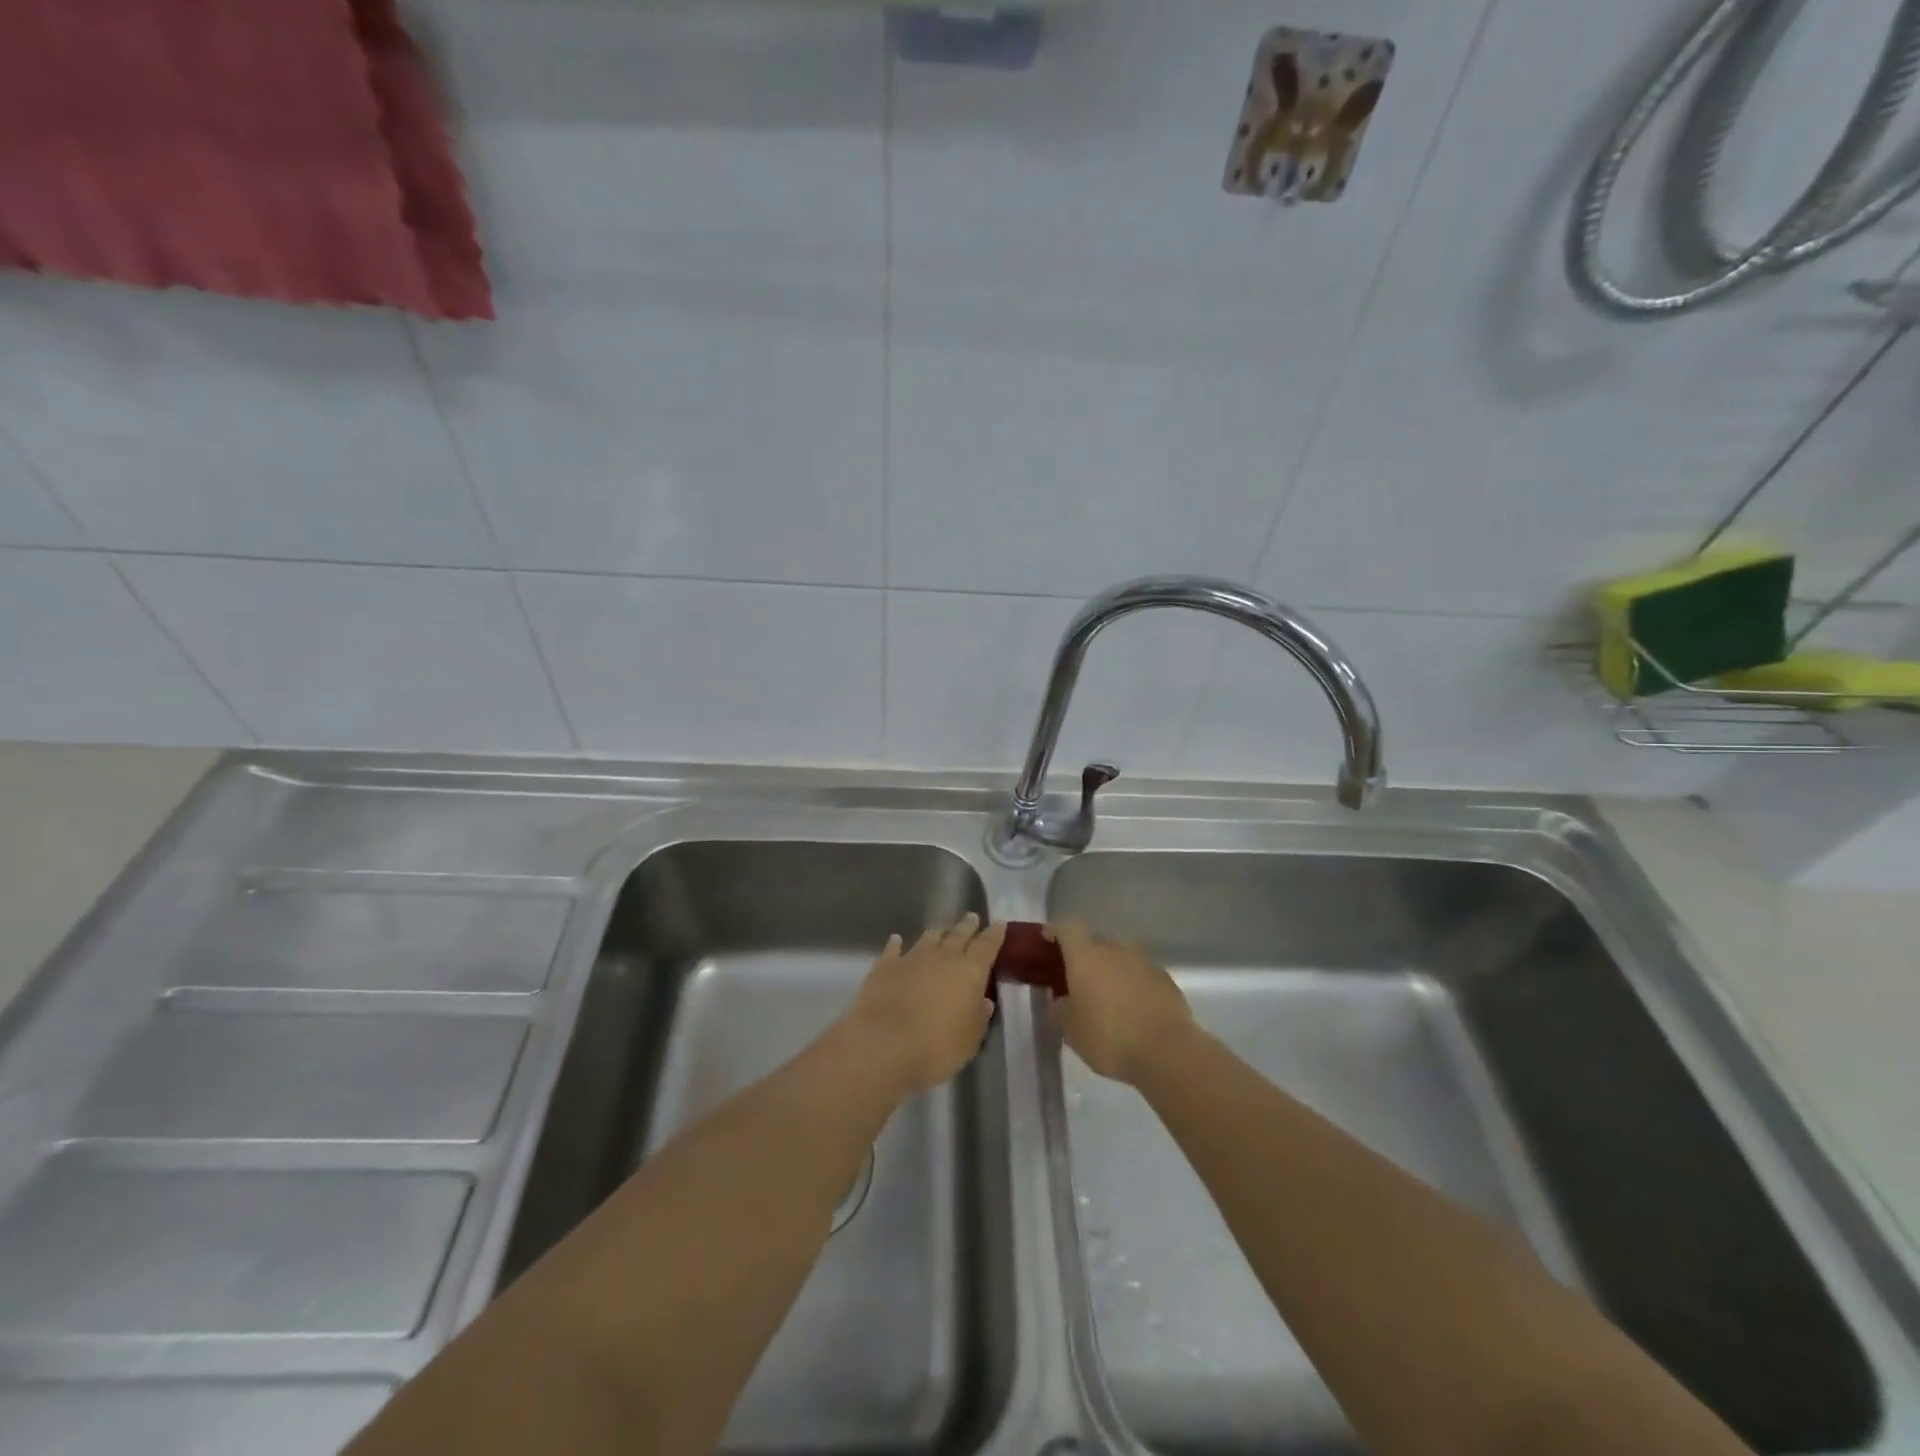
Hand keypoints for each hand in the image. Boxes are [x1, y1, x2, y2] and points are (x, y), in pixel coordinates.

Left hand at [846, 915, 1004, 1097]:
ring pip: (928, 938)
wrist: (884, 1046)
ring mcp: (911, 959)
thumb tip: (984, 1001)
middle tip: (972, 918)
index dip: (994, 934)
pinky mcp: (884, 967)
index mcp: (969, 972)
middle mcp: (942, 957)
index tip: (999, 922)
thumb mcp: (970, 1040)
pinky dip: (896, 944)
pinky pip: (893, 950)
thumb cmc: (937, 1048)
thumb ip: (979, 1017)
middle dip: (967, 926)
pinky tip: (896, 940)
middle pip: (958, 935)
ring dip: (938, 932)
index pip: (987, 946)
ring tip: (943, 929)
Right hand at [1051, 918, 1195, 1084]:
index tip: (1047, 941)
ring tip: (1106, 995)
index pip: (1067, 927)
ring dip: (1110, 969)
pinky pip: (1140, 973)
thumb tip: (1059, 999)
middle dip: (1084, 955)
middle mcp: (1115, 949)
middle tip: (1077, 978)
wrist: (1168, 1052)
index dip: (1055, 931)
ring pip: (1120, 956)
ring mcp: (1144, 961)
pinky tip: (1132, 1008)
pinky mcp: (1166, 979)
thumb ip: (1058, 1009)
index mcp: (1086, 955)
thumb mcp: (1070, 1030)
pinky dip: (1132, 983)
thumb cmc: (1109, 1037)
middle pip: (1095, 940)